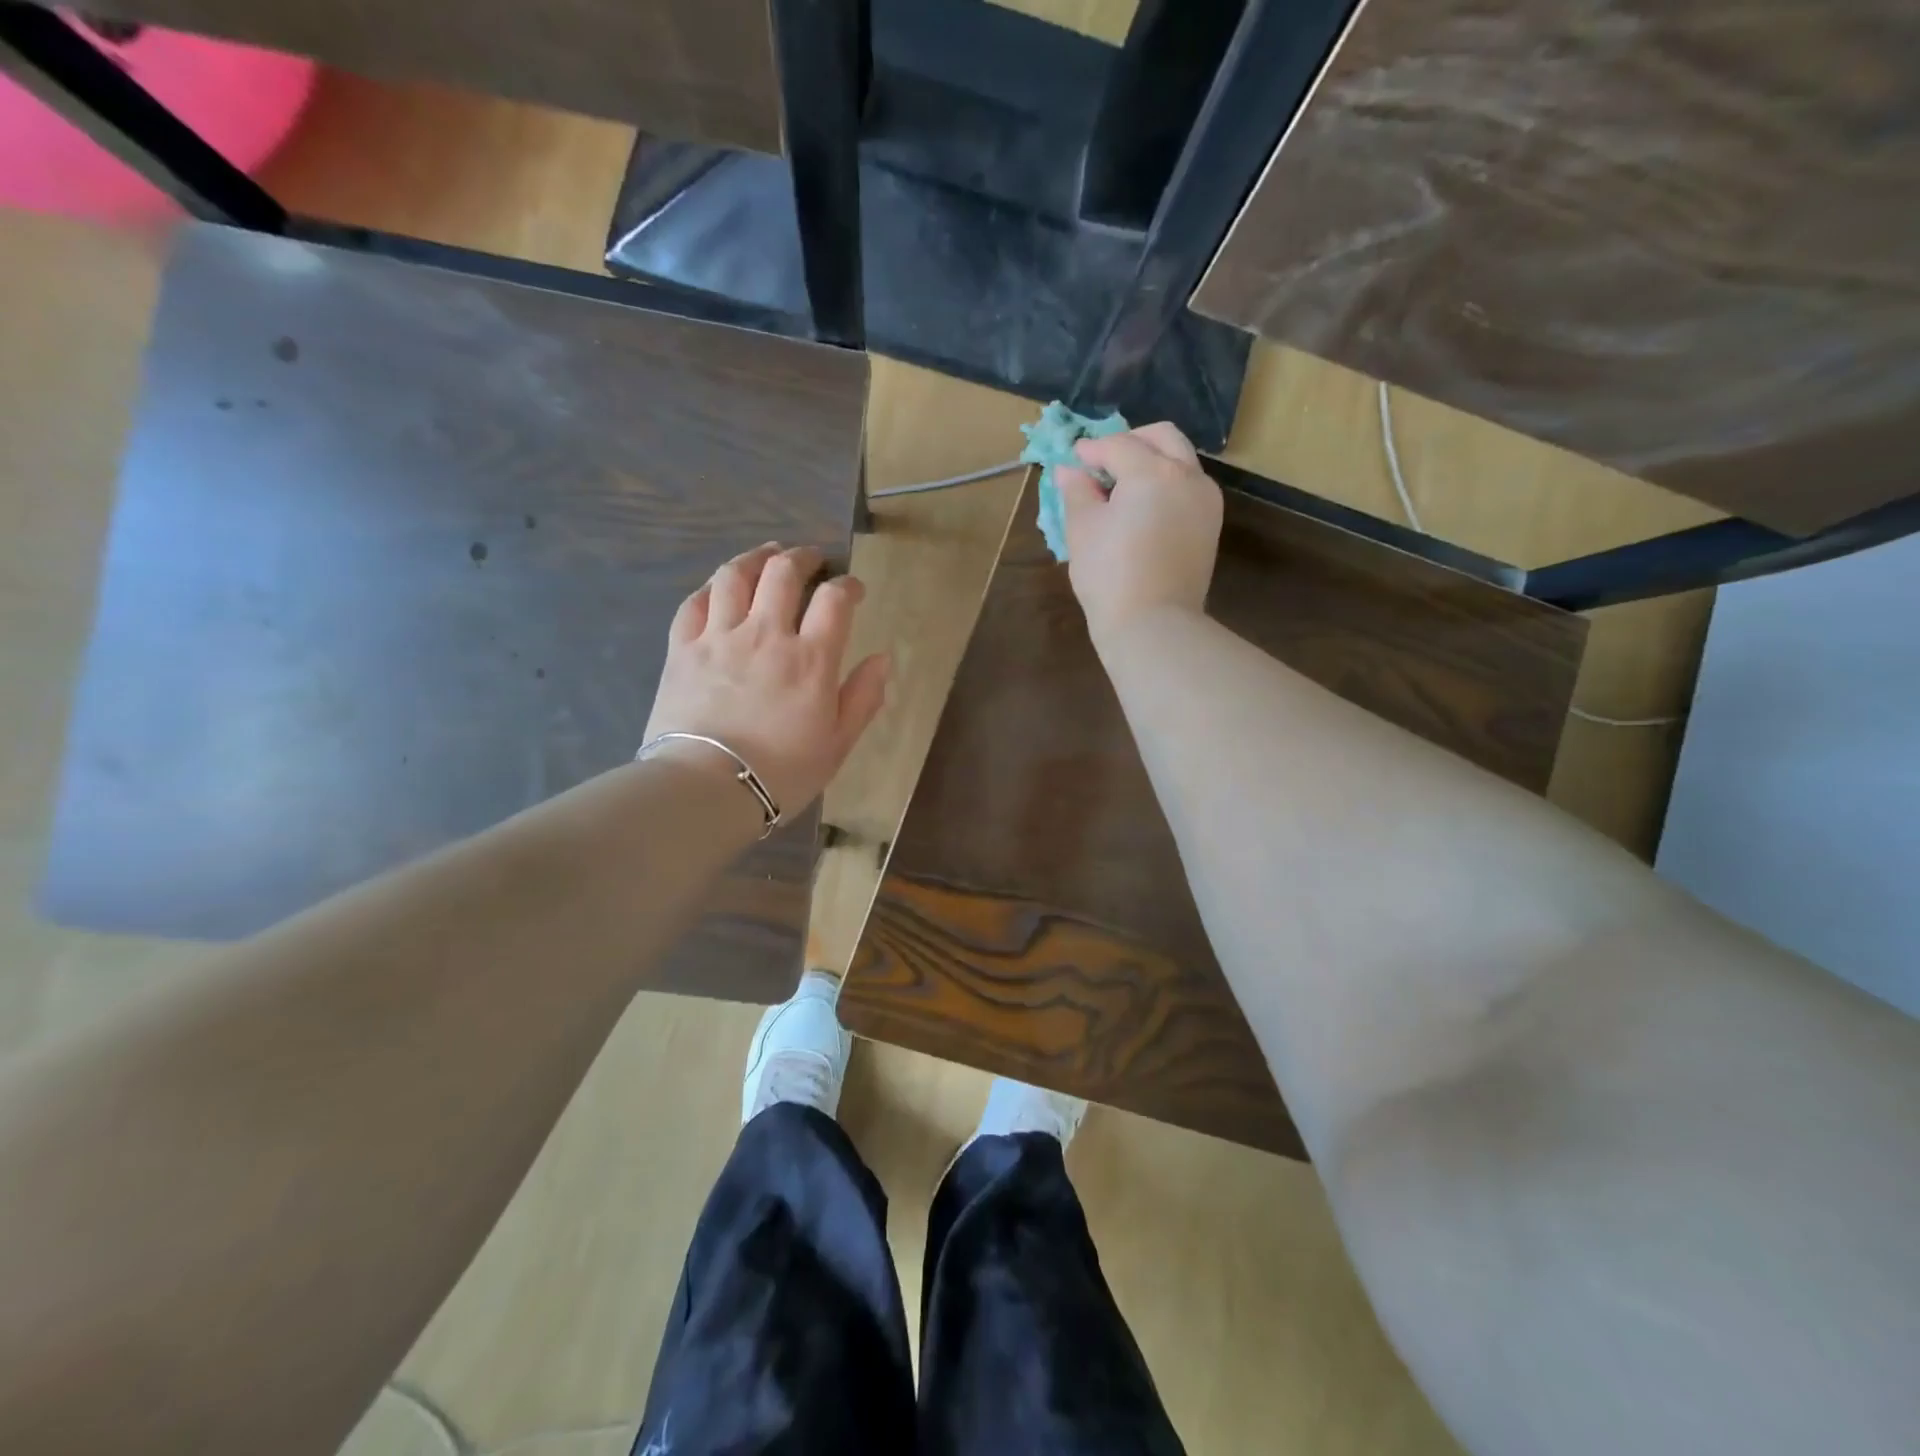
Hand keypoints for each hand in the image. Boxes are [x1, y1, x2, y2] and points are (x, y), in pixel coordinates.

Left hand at [644, 543, 890, 815]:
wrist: (706, 788)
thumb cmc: (781, 772)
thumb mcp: (837, 744)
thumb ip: (863, 698)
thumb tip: (882, 659)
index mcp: (810, 658)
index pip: (835, 600)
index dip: (848, 586)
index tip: (853, 590)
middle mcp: (766, 634)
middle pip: (783, 573)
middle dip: (802, 557)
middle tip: (811, 559)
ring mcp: (719, 637)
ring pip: (735, 576)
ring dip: (756, 558)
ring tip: (767, 555)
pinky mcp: (682, 649)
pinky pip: (695, 602)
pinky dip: (711, 587)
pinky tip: (719, 587)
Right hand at [1056, 422, 1222, 645]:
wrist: (1153, 624)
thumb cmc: (1109, 575)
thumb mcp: (1083, 530)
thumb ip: (1077, 492)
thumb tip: (1069, 471)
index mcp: (1153, 472)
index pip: (1119, 445)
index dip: (1092, 450)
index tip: (1074, 458)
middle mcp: (1188, 476)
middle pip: (1162, 437)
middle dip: (1131, 441)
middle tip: (1104, 459)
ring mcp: (1205, 501)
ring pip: (1181, 460)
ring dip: (1153, 460)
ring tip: (1123, 485)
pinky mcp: (1210, 525)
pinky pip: (1188, 488)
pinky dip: (1167, 484)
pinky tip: (1144, 507)